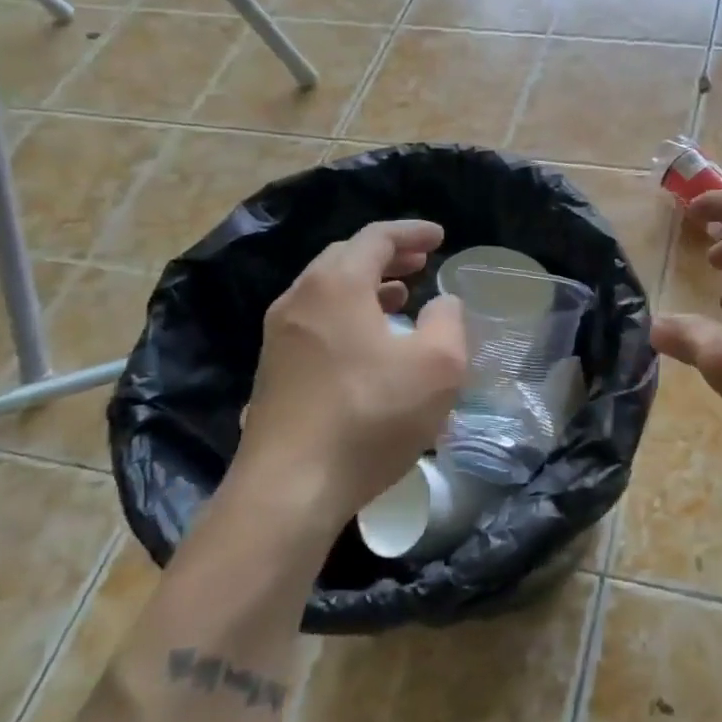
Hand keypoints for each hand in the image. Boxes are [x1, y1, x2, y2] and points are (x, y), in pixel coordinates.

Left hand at [232, 220, 466, 530]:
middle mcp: (299, 300)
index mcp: (337, 285)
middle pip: (345, 258)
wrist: (289, 488)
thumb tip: (442, 303)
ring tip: (400, 298)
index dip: (412, 232)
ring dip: (366, 287)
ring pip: (326, 292)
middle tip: (421, 263)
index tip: (440, 236)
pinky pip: (315, 323)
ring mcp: (278, 337)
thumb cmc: (370, 417)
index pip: (376, 238)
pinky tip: (369, 345)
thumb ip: (448, 322)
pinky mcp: (273, 372)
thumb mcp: (437, 367)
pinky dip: (347, 316)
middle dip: (387, 256)